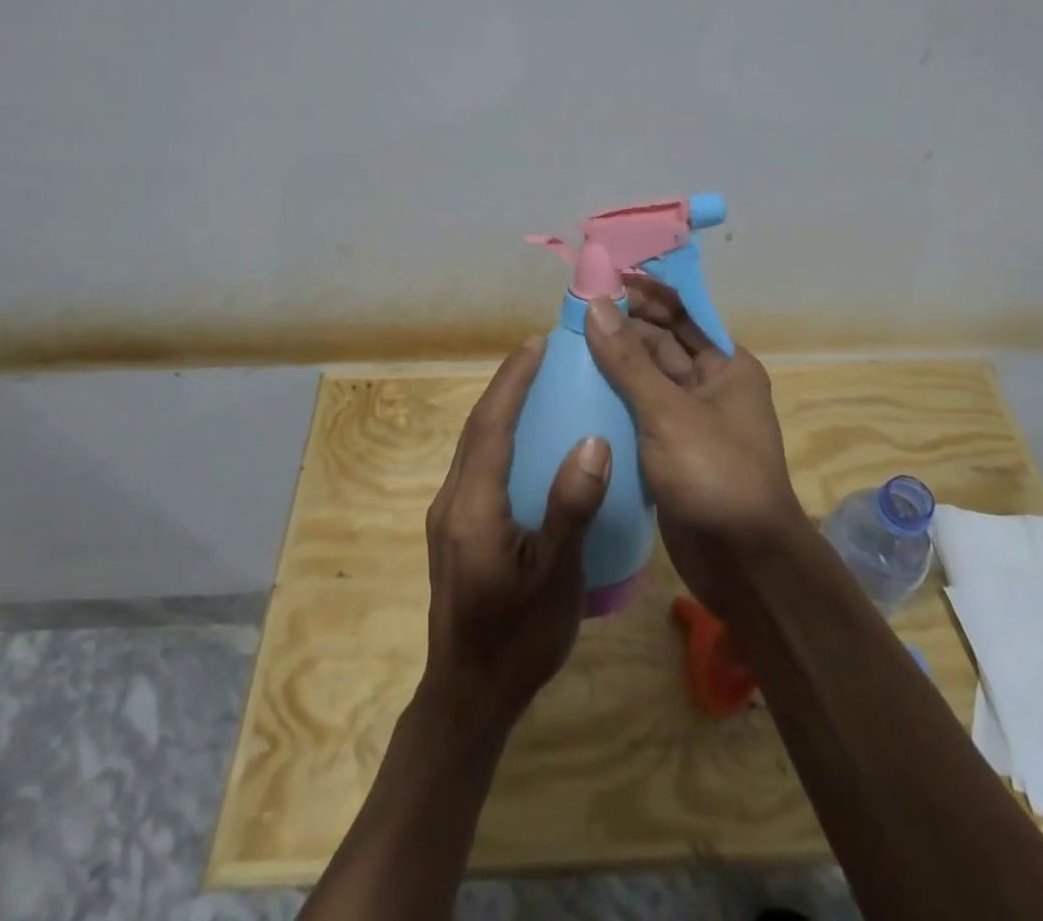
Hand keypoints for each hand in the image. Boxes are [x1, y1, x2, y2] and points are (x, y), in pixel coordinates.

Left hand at [422, 336, 612, 730]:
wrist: (468, 698)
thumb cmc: (517, 640)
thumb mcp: (555, 577)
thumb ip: (571, 508)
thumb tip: (593, 440)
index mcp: (472, 506)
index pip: (490, 425)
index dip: (512, 381)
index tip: (535, 344)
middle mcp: (451, 502)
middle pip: (476, 428)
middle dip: (505, 386)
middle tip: (540, 355)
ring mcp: (449, 518)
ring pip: (472, 446)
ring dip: (499, 409)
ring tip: (535, 386)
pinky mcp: (455, 532)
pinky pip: (476, 466)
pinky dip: (498, 438)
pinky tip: (525, 444)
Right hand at [583, 277, 808, 612]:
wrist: (743, 564)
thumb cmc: (715, 474)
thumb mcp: (668, 412)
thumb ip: (628, 360)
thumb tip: (596, 305)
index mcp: (726, 365)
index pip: (683, 312)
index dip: (647, 292)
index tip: (605, 276)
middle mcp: (710, 386)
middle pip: (662, 343)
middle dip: (624, 325)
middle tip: (574, 310)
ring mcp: (689, 420)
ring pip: (647, 379)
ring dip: (614, 362)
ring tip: (567, 343)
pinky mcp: (669, 452)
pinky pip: (639, 413)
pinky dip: (614, 399)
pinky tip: (577, 389)